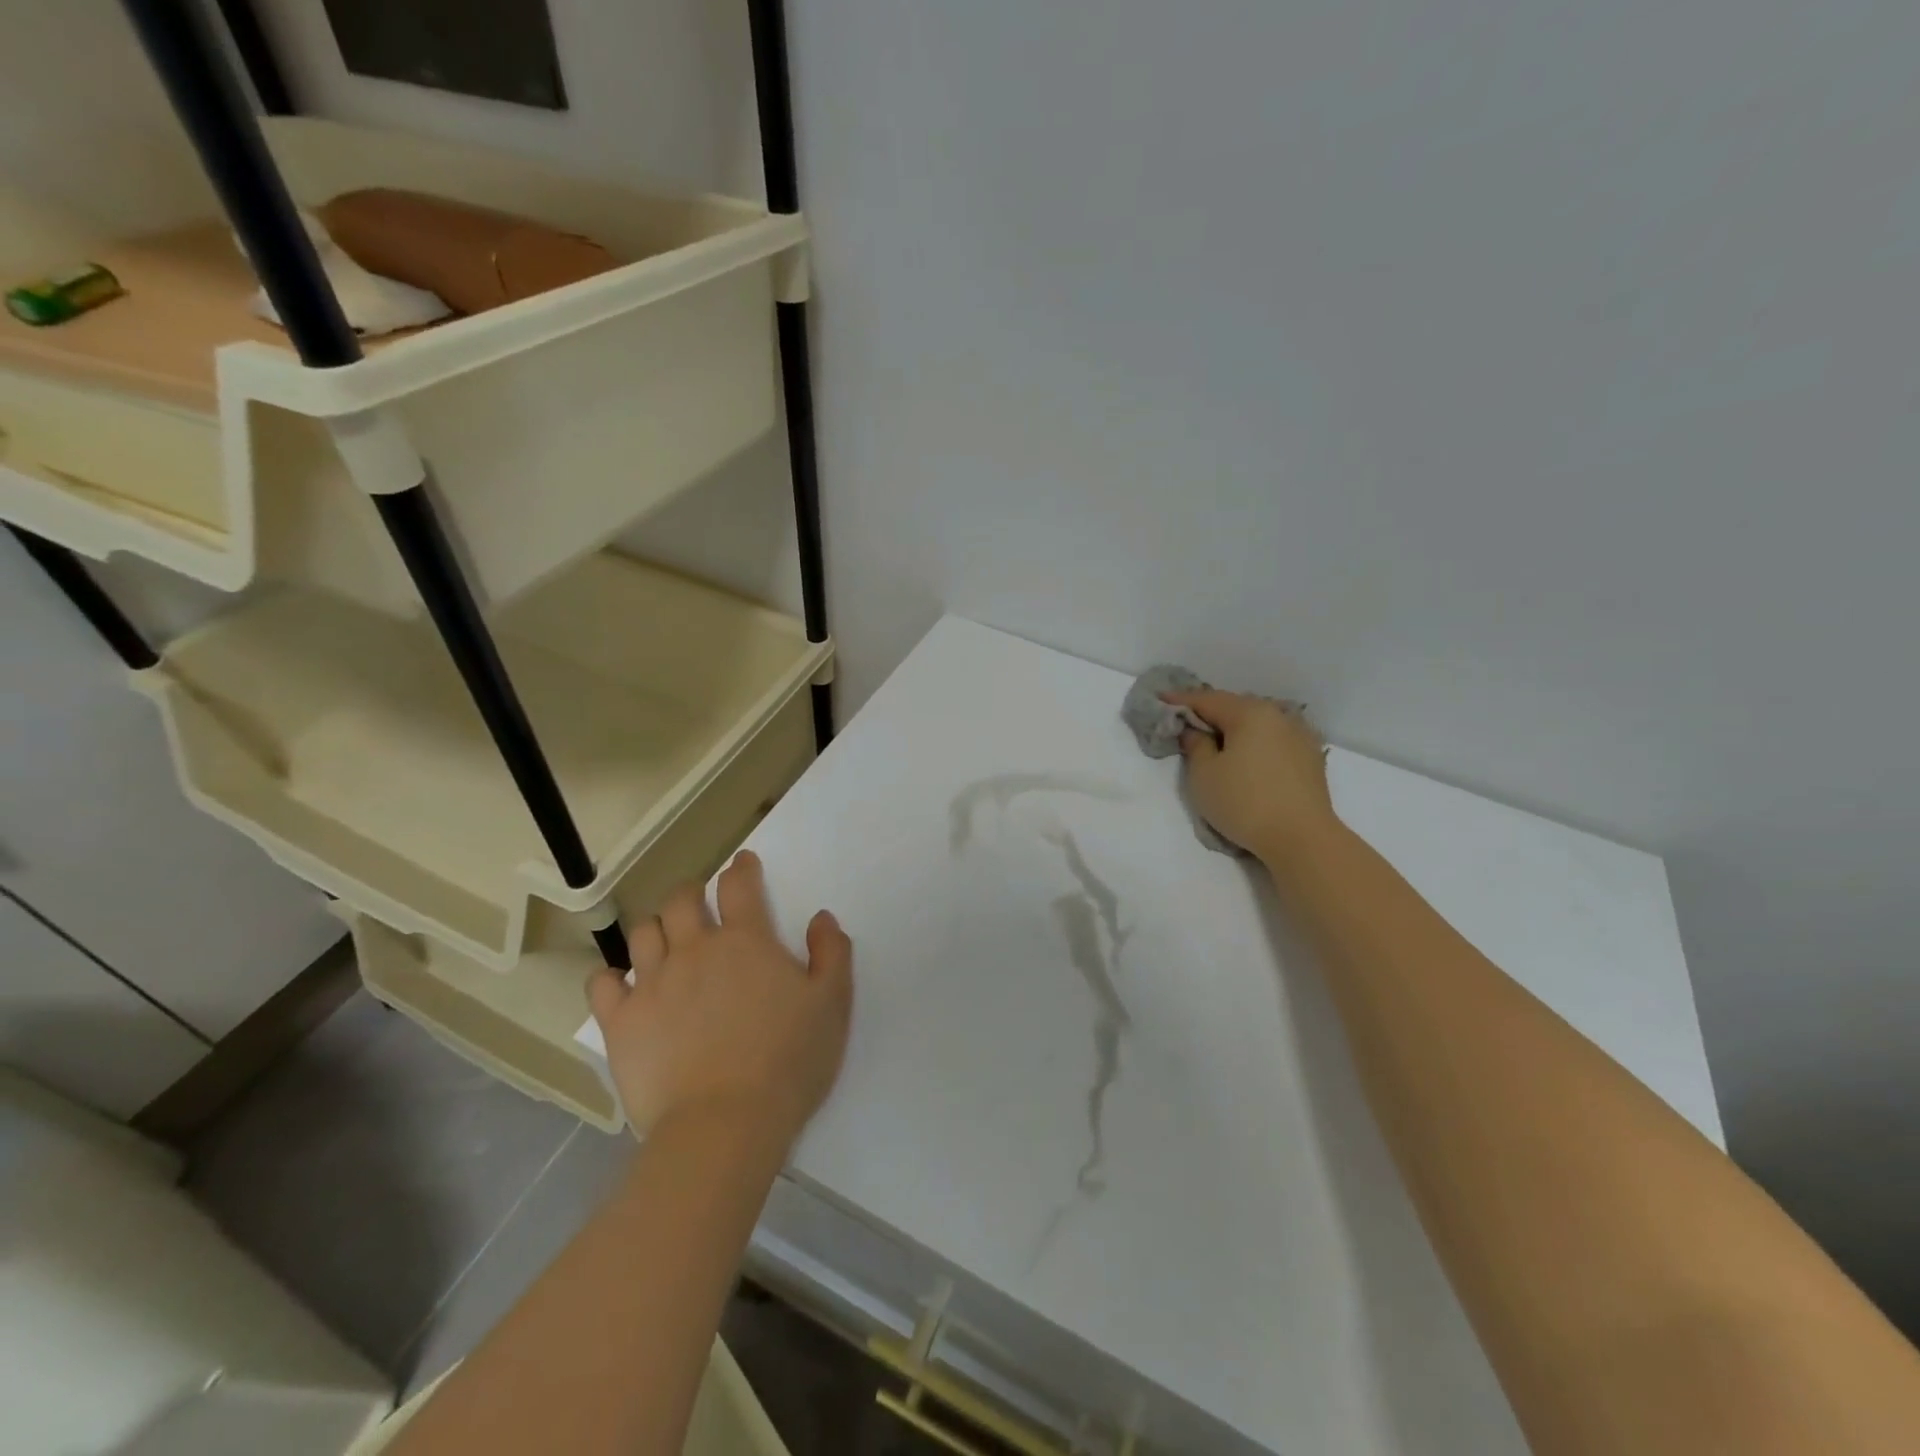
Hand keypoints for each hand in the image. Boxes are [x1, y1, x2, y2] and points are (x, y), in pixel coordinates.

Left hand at [588, 850, 852, 1148]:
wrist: (725, 1125)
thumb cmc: (788, 1062)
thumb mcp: (832, 1005)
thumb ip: (831, 953)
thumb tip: (821, 917)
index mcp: (746, 940)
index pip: (739, 885)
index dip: (742, 868)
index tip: (743, 864)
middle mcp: (695, 949)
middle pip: (682, 899)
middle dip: (692, 892)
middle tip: (700, 904)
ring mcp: (653, 983)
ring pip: (643, 933)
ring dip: (656, 929)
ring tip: (665, 943)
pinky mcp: (622, 1022)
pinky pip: (602, 984)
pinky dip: (611, 978)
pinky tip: (623, 986)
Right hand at [1163, 688, 1337, 861]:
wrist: (1302, 839)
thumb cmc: (1244, 802)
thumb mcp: (1204, 774)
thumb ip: (1195, 745)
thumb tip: (1195, 732)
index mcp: (1250, 713)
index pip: (1207, 700)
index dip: (1180, 701)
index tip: (1159, 700)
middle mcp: (1278, 715)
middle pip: (1235, 707)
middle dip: (1209, 712)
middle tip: (1185, 721)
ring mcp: (1299, 736)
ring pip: (1257, 723)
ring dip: (1234, 727)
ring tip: (1215, 738)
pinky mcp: (1310, 758)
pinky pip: (1273, 739)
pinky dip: (1255, 741)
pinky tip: (1247, 754)